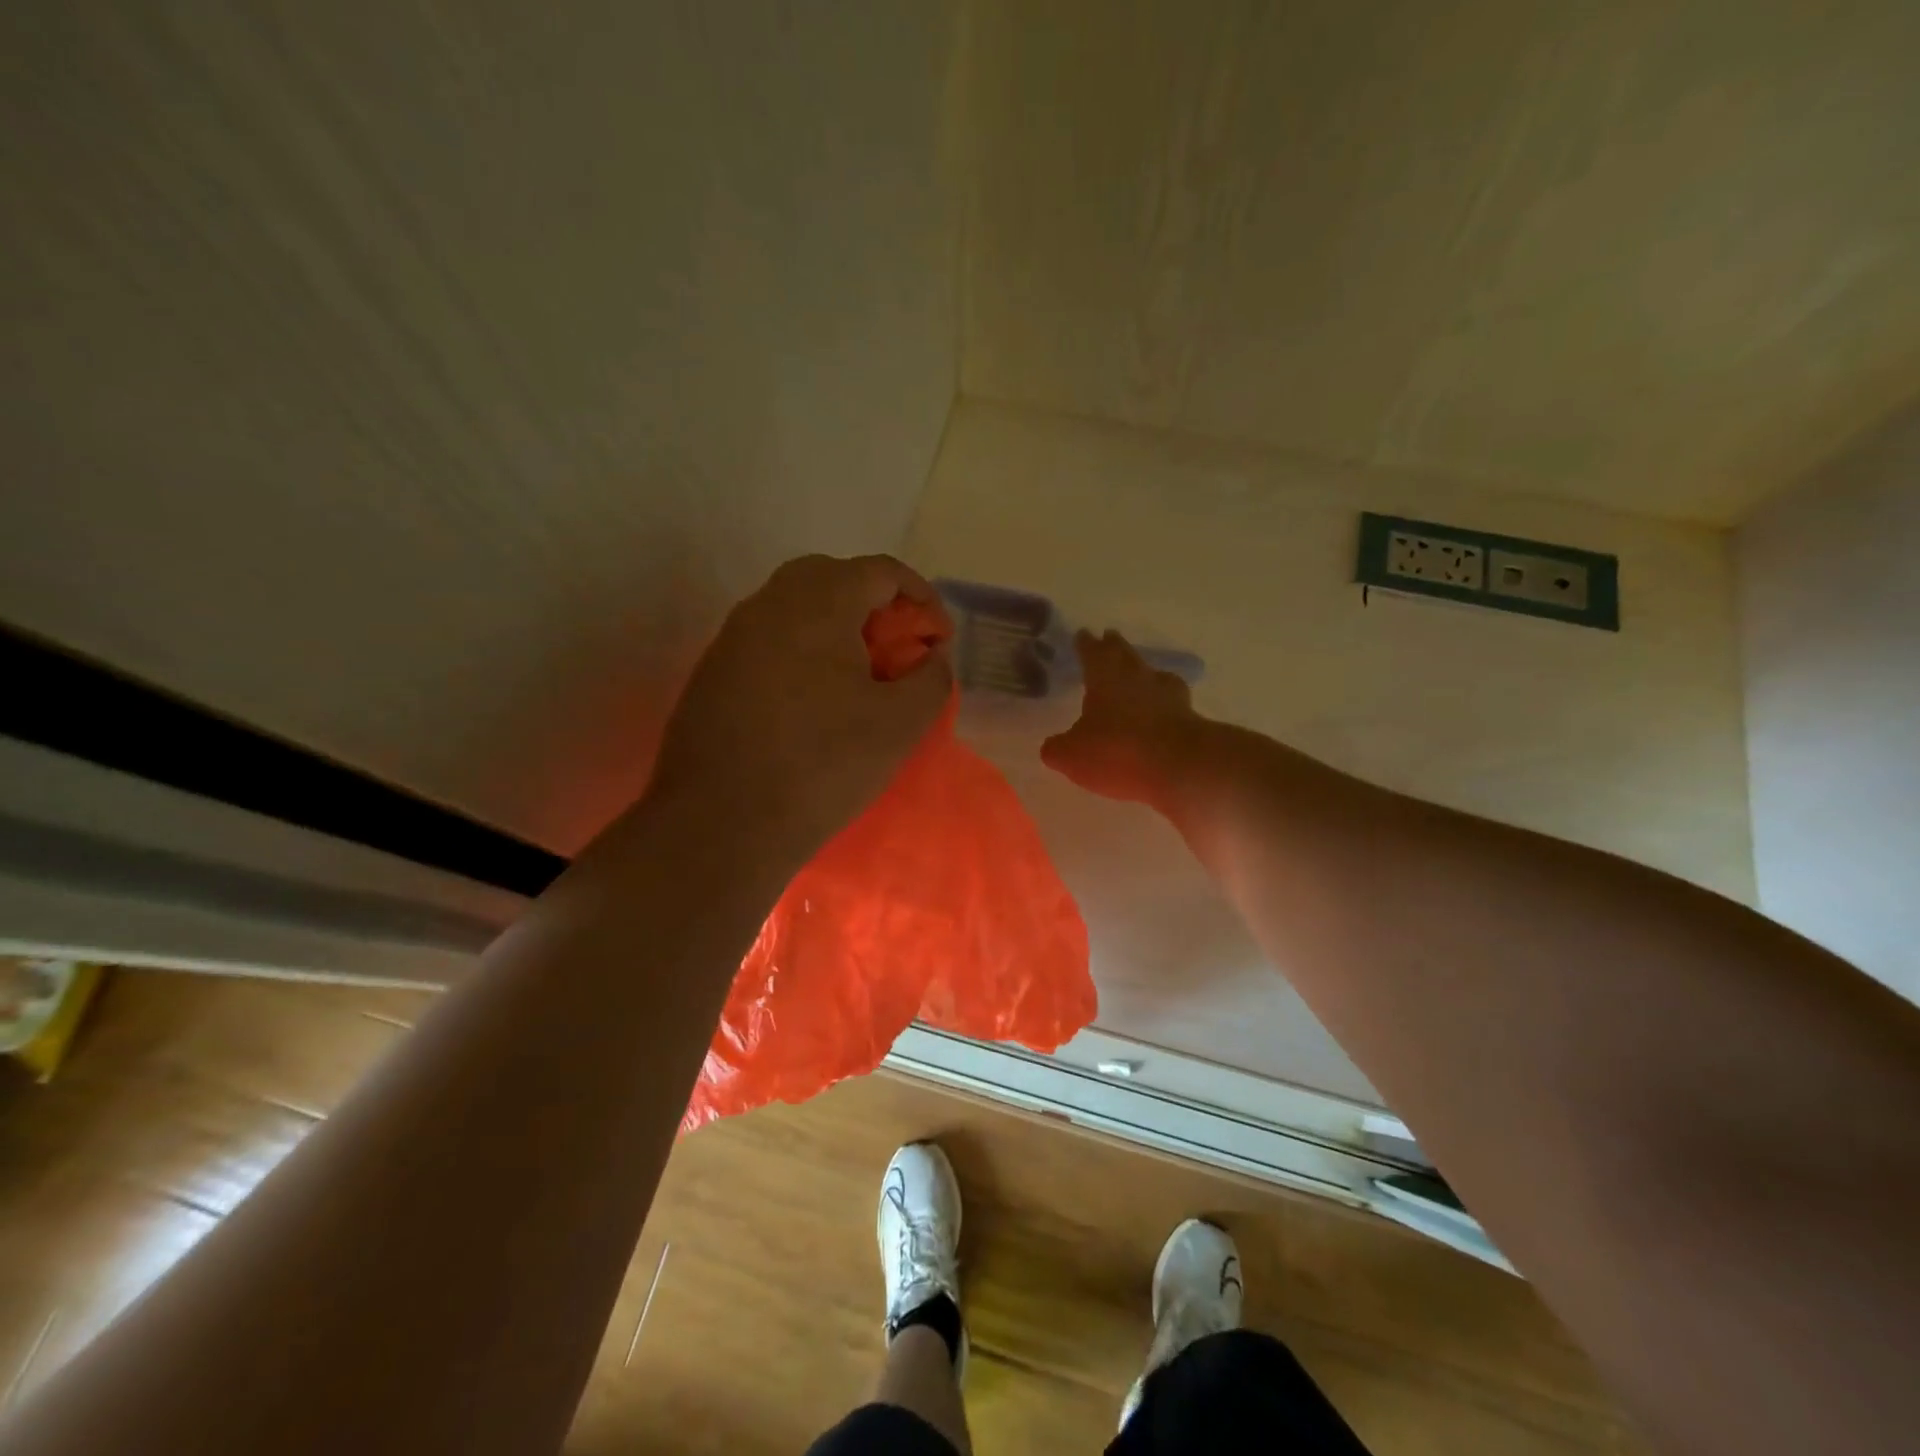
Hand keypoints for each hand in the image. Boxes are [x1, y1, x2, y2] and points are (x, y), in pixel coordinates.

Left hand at [649, 554, 952, 859]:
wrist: (721, 822)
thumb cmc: (823, 763)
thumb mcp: (900, 724)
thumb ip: (931, 678)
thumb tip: (932, 657)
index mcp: (819, 601)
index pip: (881, 571)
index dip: (921, 598)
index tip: (938, 639)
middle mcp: (769, 603)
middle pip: (834, 578)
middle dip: (876, 607)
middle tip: (898, 650)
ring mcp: (733, 635)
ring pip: (797, 608)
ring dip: (837, 628)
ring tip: (860, 677)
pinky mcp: (713, 671)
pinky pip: (770, 640)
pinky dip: (803, 652)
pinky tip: (814, 700)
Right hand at [1041, 630, 1201, 806]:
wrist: (1180, 766)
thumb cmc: (1117, 751)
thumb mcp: (1072, 755)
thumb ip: (1058, 748)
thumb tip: (1052, 746)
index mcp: (1104, 677)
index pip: (1091, 652)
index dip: (1085, 644)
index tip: (1083, 634)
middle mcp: (1136, 676)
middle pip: (1123, 654)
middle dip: (1114, 646)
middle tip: (1110, 637)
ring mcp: (1166, 693)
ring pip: (1150, 672)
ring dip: (1141, 670)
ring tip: (1137, 671)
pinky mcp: (1188, 714)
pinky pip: (1171, 700)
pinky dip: (1163, 700)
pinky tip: (1161, 707)